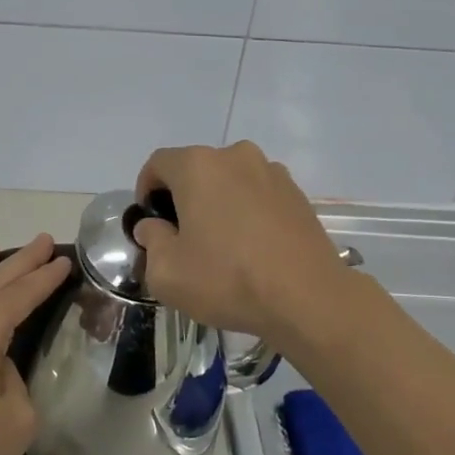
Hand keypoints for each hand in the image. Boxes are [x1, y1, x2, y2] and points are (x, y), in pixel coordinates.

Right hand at [132, 142, 354, 341]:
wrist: (308, 298)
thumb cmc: (227, 279)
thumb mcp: (167, 272)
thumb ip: (151, 241)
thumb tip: (154, 226)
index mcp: (198, 166)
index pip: (158, 164)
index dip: (146, 189)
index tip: (150, 222)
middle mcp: (235, 156)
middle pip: (196, 170)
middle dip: (183, 198)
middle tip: (182, 238)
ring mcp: (271, 172)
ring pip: (229, 181)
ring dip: (218, 203)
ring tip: (221, 244)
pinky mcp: (297, 193)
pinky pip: (258, 195)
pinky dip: (247, 212)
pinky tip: (252, 248)